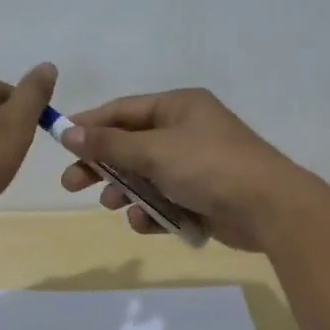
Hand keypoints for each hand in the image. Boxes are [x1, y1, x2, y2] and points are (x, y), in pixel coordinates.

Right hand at [56, 88, 318, 250]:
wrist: (269, 208)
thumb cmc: (209, 167)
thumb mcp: (154, 152)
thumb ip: (109, 144)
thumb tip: (67, 132)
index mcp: (178, 107)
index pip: (123, 110)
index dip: (90, 125)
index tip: (59, 142)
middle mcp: (186, 131)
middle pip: (130, 145)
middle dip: (102, 165)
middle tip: (71, 184)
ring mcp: (196, 165)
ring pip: (146, 176)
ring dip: (126, 191)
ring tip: (111, 205)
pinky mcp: (202, 196)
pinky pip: (165, 200)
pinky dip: (152, 211)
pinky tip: (144, 222)